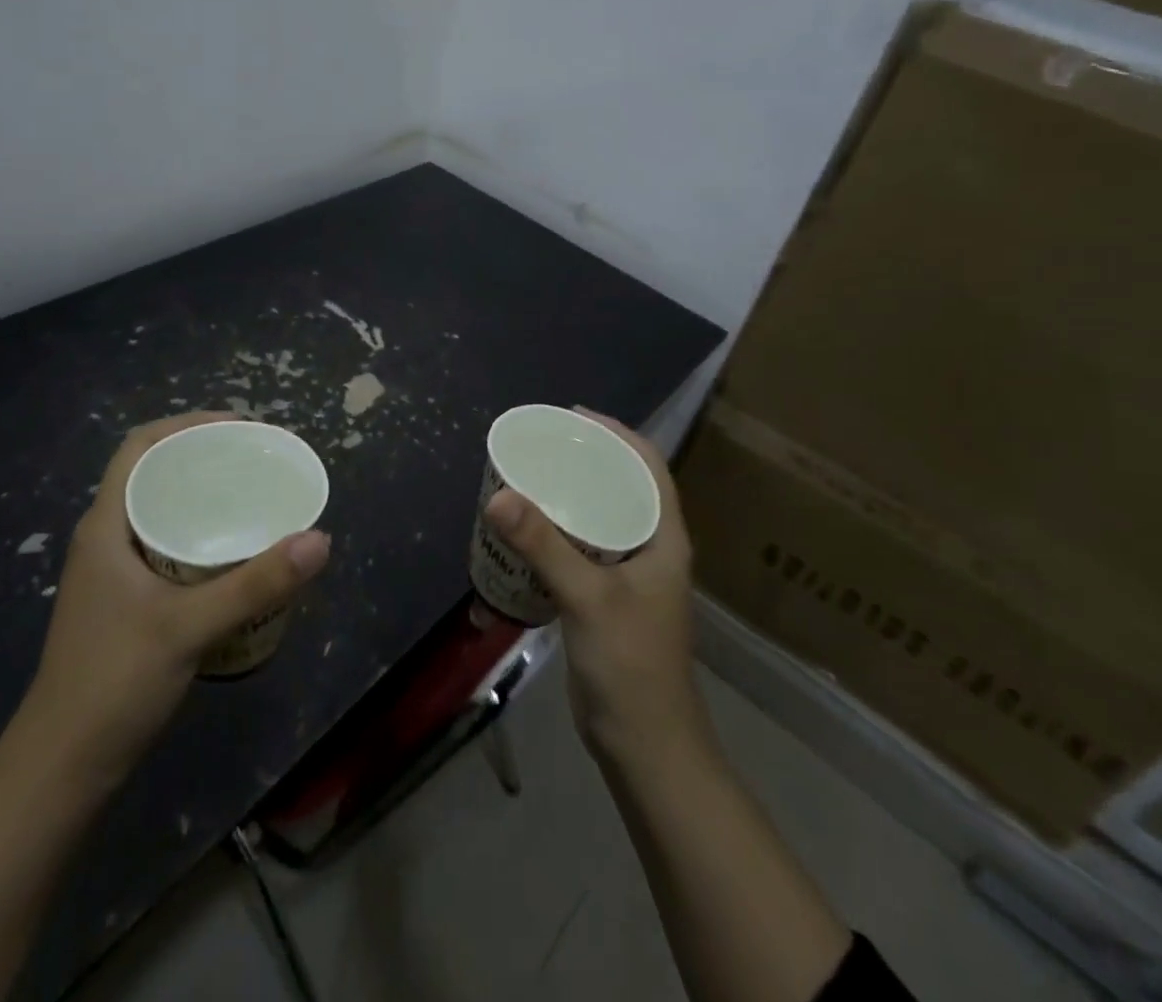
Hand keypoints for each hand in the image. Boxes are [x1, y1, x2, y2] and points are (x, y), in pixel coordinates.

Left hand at [18, 412, 332, 773]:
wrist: (62, 771)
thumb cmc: (114, 684)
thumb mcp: (189, 627)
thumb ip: (256, 582)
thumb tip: (320, 538)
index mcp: (106, 526)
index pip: (140, 447)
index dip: (187, 424)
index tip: (239, 426)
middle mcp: (107, 539)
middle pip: (156, 474)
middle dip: (205, 457)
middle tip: (259, 459)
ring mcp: (114, 573)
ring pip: (162, 512)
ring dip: (204, 497)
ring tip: (255, 496)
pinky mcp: (127, 603)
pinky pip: (168, 546)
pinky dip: (201, 535)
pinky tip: (236, 553)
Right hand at [484, 409, 705, 765]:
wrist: (643, 745)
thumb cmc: (631, 664)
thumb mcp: (588, 597)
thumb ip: (544, 545)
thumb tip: (498, 495)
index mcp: (663, 538)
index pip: (648, 466)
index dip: (617, 434)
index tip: (573, 416)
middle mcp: (650, 549)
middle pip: (620, 487)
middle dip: (585, 461)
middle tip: (541, 446)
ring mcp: (628, 577)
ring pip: (598, 519)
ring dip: (568, 497)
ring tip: (529, 479)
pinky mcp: (605, 599)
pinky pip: (580, 551)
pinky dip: (555, 535)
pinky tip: (525, 534)